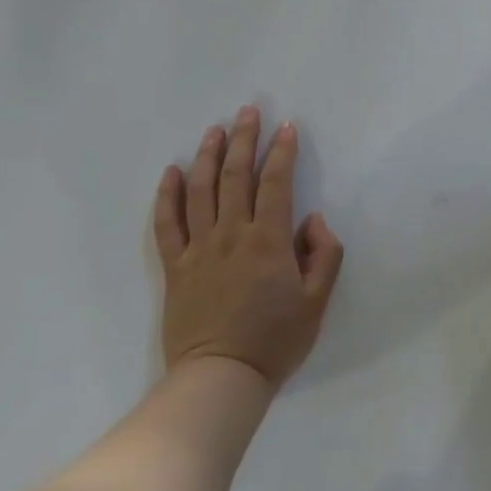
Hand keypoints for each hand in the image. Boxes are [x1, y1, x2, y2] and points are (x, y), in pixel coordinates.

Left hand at [150, 106, 344, 390]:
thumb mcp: (317, 301)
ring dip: (208, 156)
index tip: (287, 127)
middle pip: (236, 176)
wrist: (221, 379)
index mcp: (268, 240)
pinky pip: (166, 224)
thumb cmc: (275, 341)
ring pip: (200, 190)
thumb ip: (323, 254)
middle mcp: (231, 234)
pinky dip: (167, 195)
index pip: (276, 183)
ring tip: (214, 130)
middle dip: (244, 139)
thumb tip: (312, 219)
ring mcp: (198, 249)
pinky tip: (172, 172)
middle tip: (248, 111)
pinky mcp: (175, 267)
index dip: (282, 152)